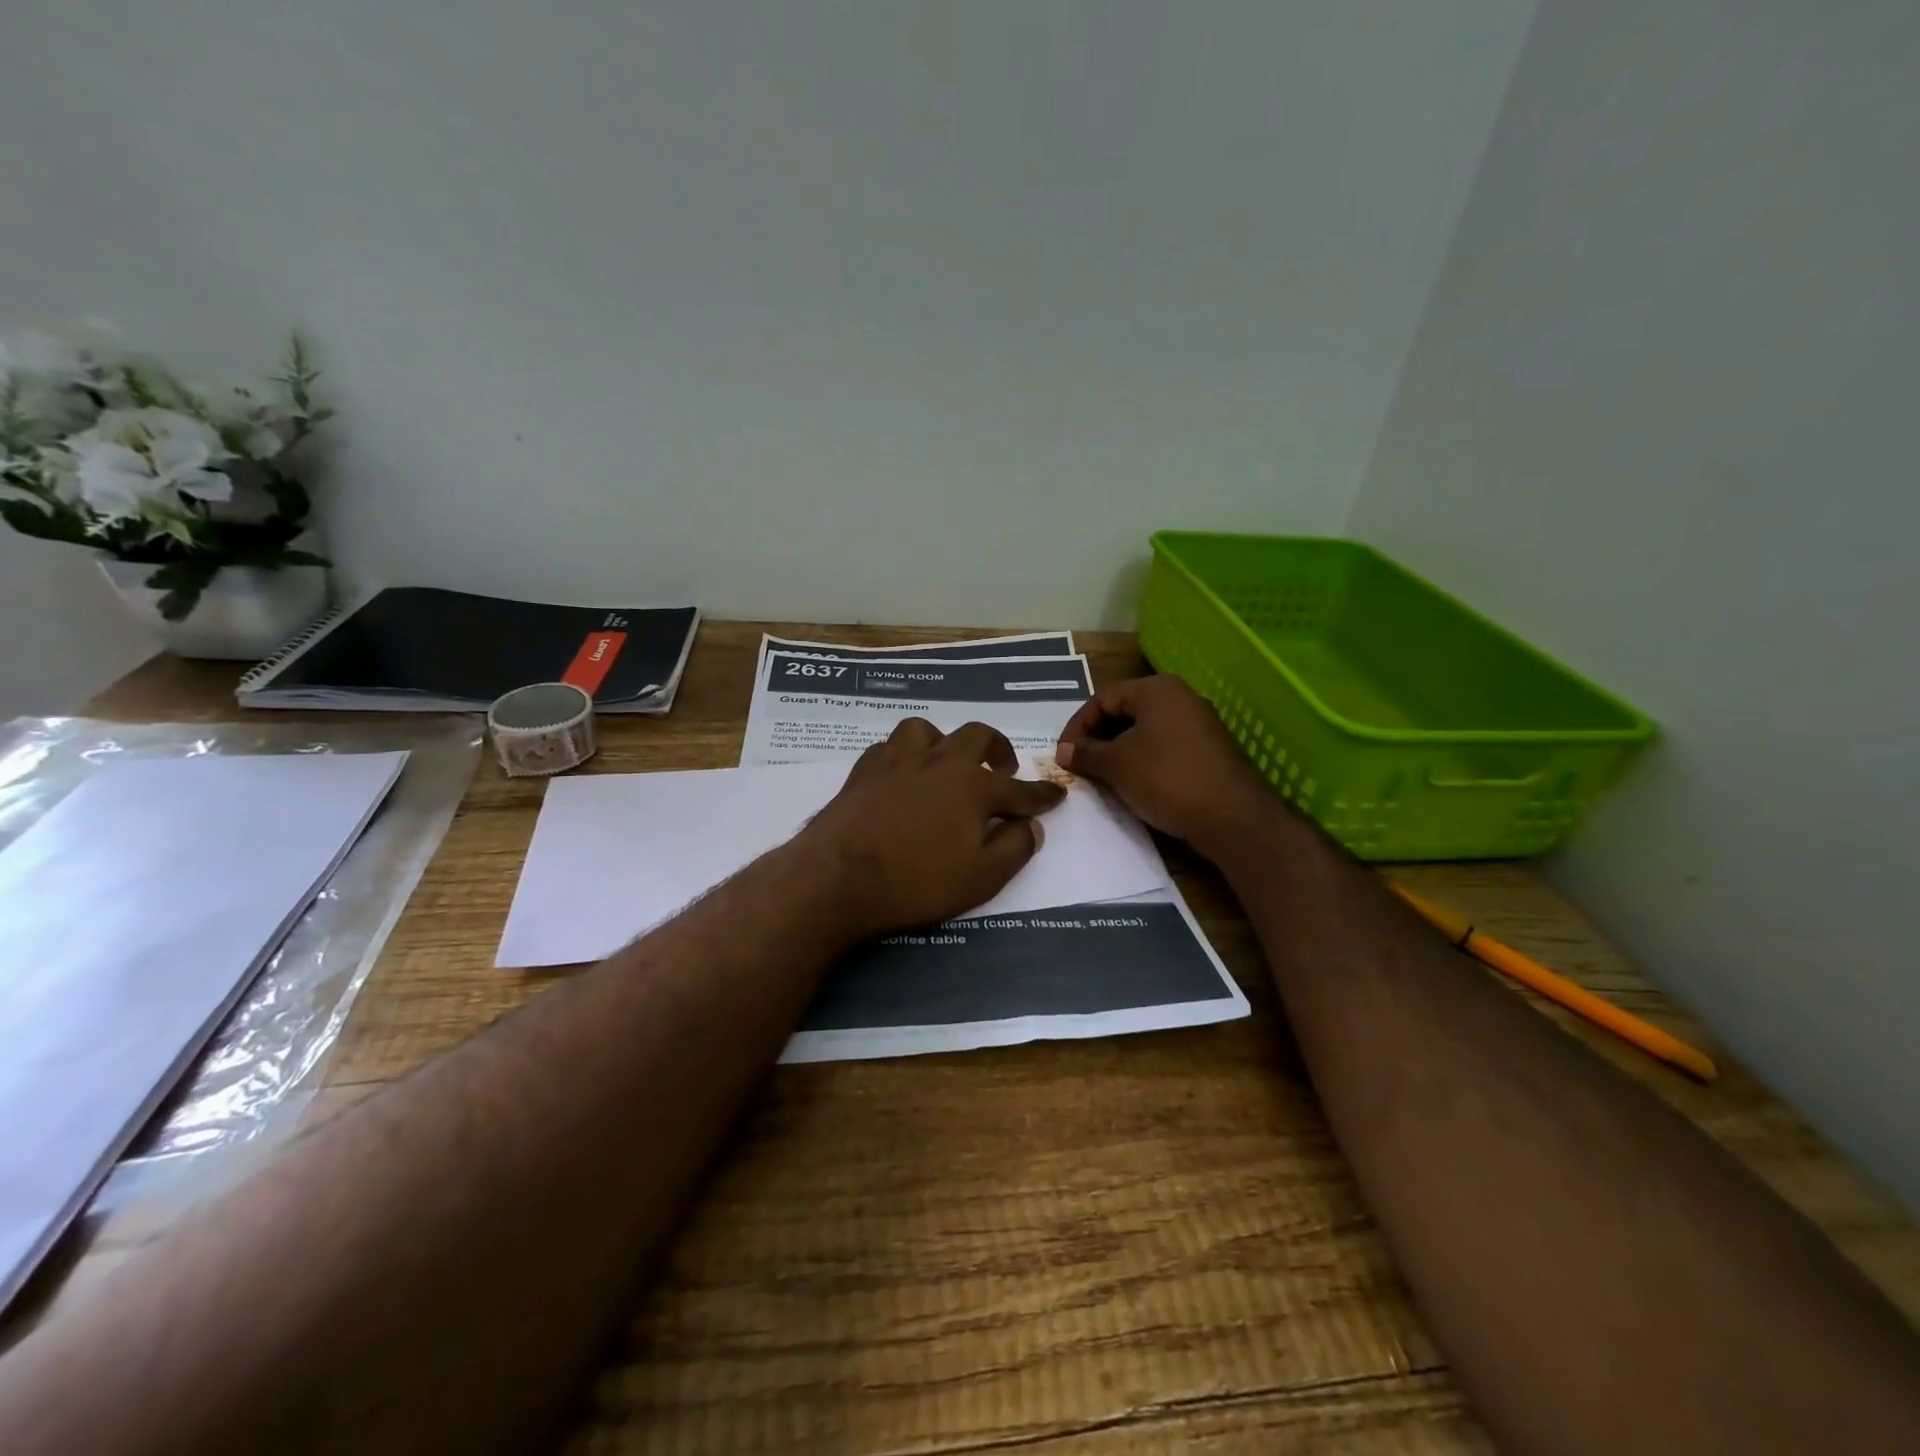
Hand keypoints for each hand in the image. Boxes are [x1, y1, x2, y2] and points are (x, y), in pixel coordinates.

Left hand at [796, 718, 1065, 938]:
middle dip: (996, 749)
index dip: (1041, 795)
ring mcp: (896, 762)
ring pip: (925, 731)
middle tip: (1003, 768)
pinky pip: (888, 748)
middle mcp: (938, 762)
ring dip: (943, 742)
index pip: (1019, 790)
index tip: (1056, 794)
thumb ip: (1014, 848)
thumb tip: (1031, 826)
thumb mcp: (981, 877)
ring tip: (945, 763)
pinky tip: (901, 773)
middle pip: (975, 737)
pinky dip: (903, 756)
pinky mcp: (862, 772)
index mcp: (972, 786)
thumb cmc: (916, 881)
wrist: (837, 877)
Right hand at [1055, 676, 1277, 854]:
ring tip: (1101, 777)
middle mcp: (1180, 697)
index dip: (1076, 726)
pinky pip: (1163, 746)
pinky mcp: (1208, 749)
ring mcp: (1198, 723)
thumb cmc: (1166, 779)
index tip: (1063, 755)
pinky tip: (1132, 784)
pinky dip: (1141, 760)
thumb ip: (1086, 753)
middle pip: (1124, 711)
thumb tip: (1063, 750)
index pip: (1102, 699)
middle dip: (1097, 738)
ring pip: (1144, 730)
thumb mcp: (1117, 765)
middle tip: (1079, 765)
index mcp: (1156, 690)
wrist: (1231, 818)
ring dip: (1117, 751)